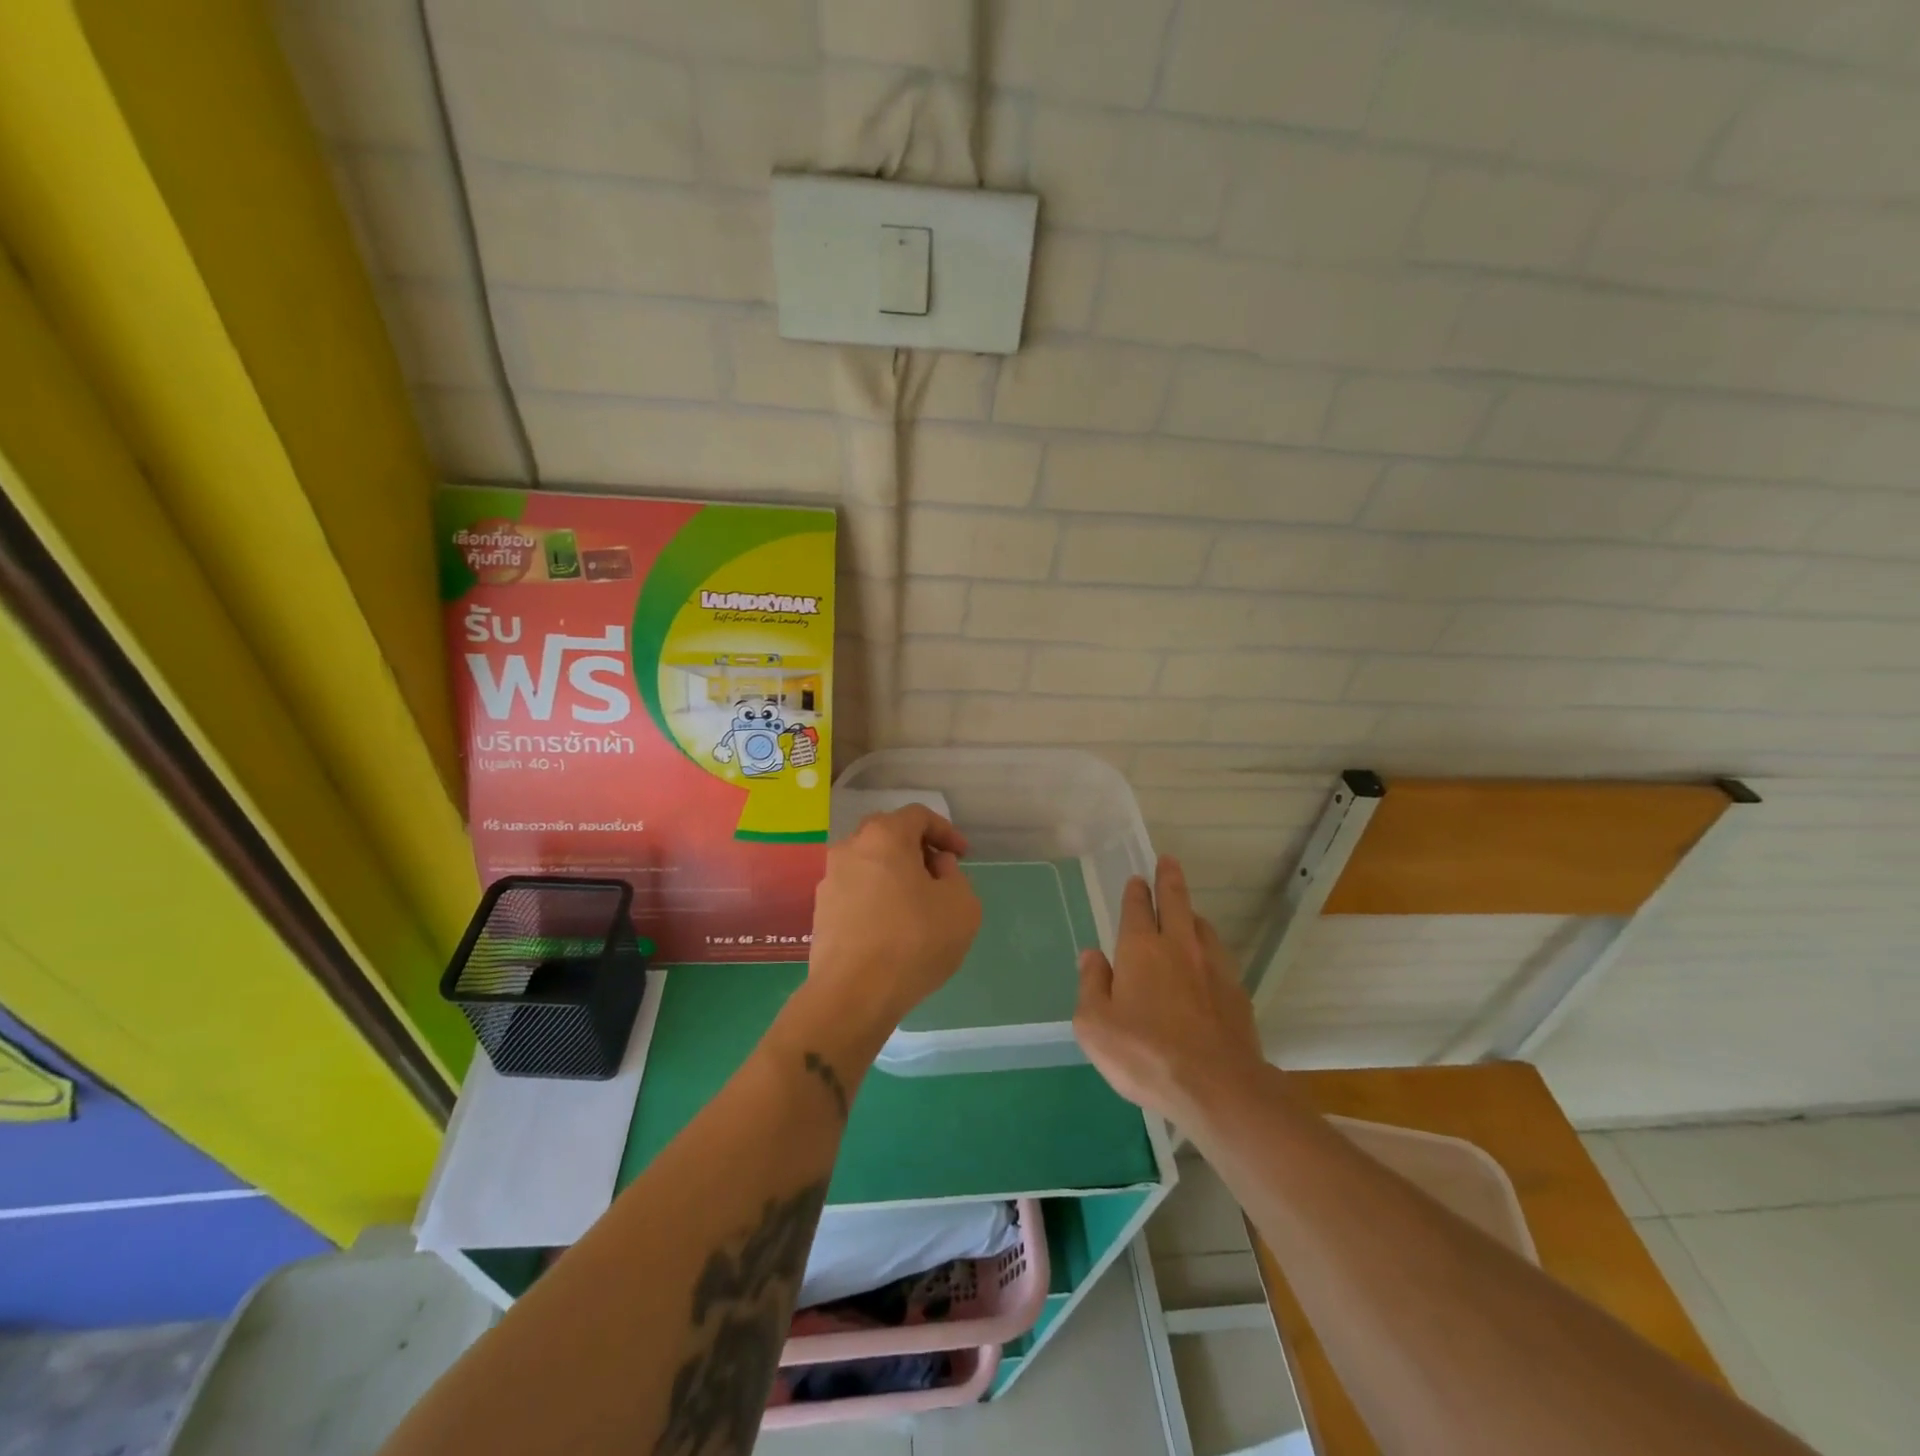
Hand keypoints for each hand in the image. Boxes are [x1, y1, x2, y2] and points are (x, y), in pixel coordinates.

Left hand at [805, 805, 982, 1037]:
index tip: (962, 856)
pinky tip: (892, 926)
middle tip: (939, 874)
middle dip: (917, 849)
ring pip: (869, 864)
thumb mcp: (961, 905)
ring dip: (894, 874)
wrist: (854, 994)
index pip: (918, 816)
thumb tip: (935, 866)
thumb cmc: (914, 940)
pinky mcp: (821, 912)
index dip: (945, 831)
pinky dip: (876, 897)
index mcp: (884, 836)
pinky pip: (856, 891)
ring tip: (917, 904)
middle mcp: (850, 848)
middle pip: (888, 835)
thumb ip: (955, 875)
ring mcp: (829, 880)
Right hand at [1074, 856, 1263, 1120]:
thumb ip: (1091, 984)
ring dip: (1191, 913)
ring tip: (1187, 912)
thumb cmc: (1144, 1054)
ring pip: (1201, 925)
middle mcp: (1178, 946)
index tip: (1137, 880)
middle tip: (1168, 862)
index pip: (1137, 908)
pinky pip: (1218, 955)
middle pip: (1176, 901)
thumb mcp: (1095, 1025)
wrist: (1217, 1087)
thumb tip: (1091, 955)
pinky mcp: (1236, 991)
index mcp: (1140, 949)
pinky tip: (1206, 961)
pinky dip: (1208, 947)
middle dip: (1169, 879)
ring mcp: (1213, 967)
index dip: (1135, 892)